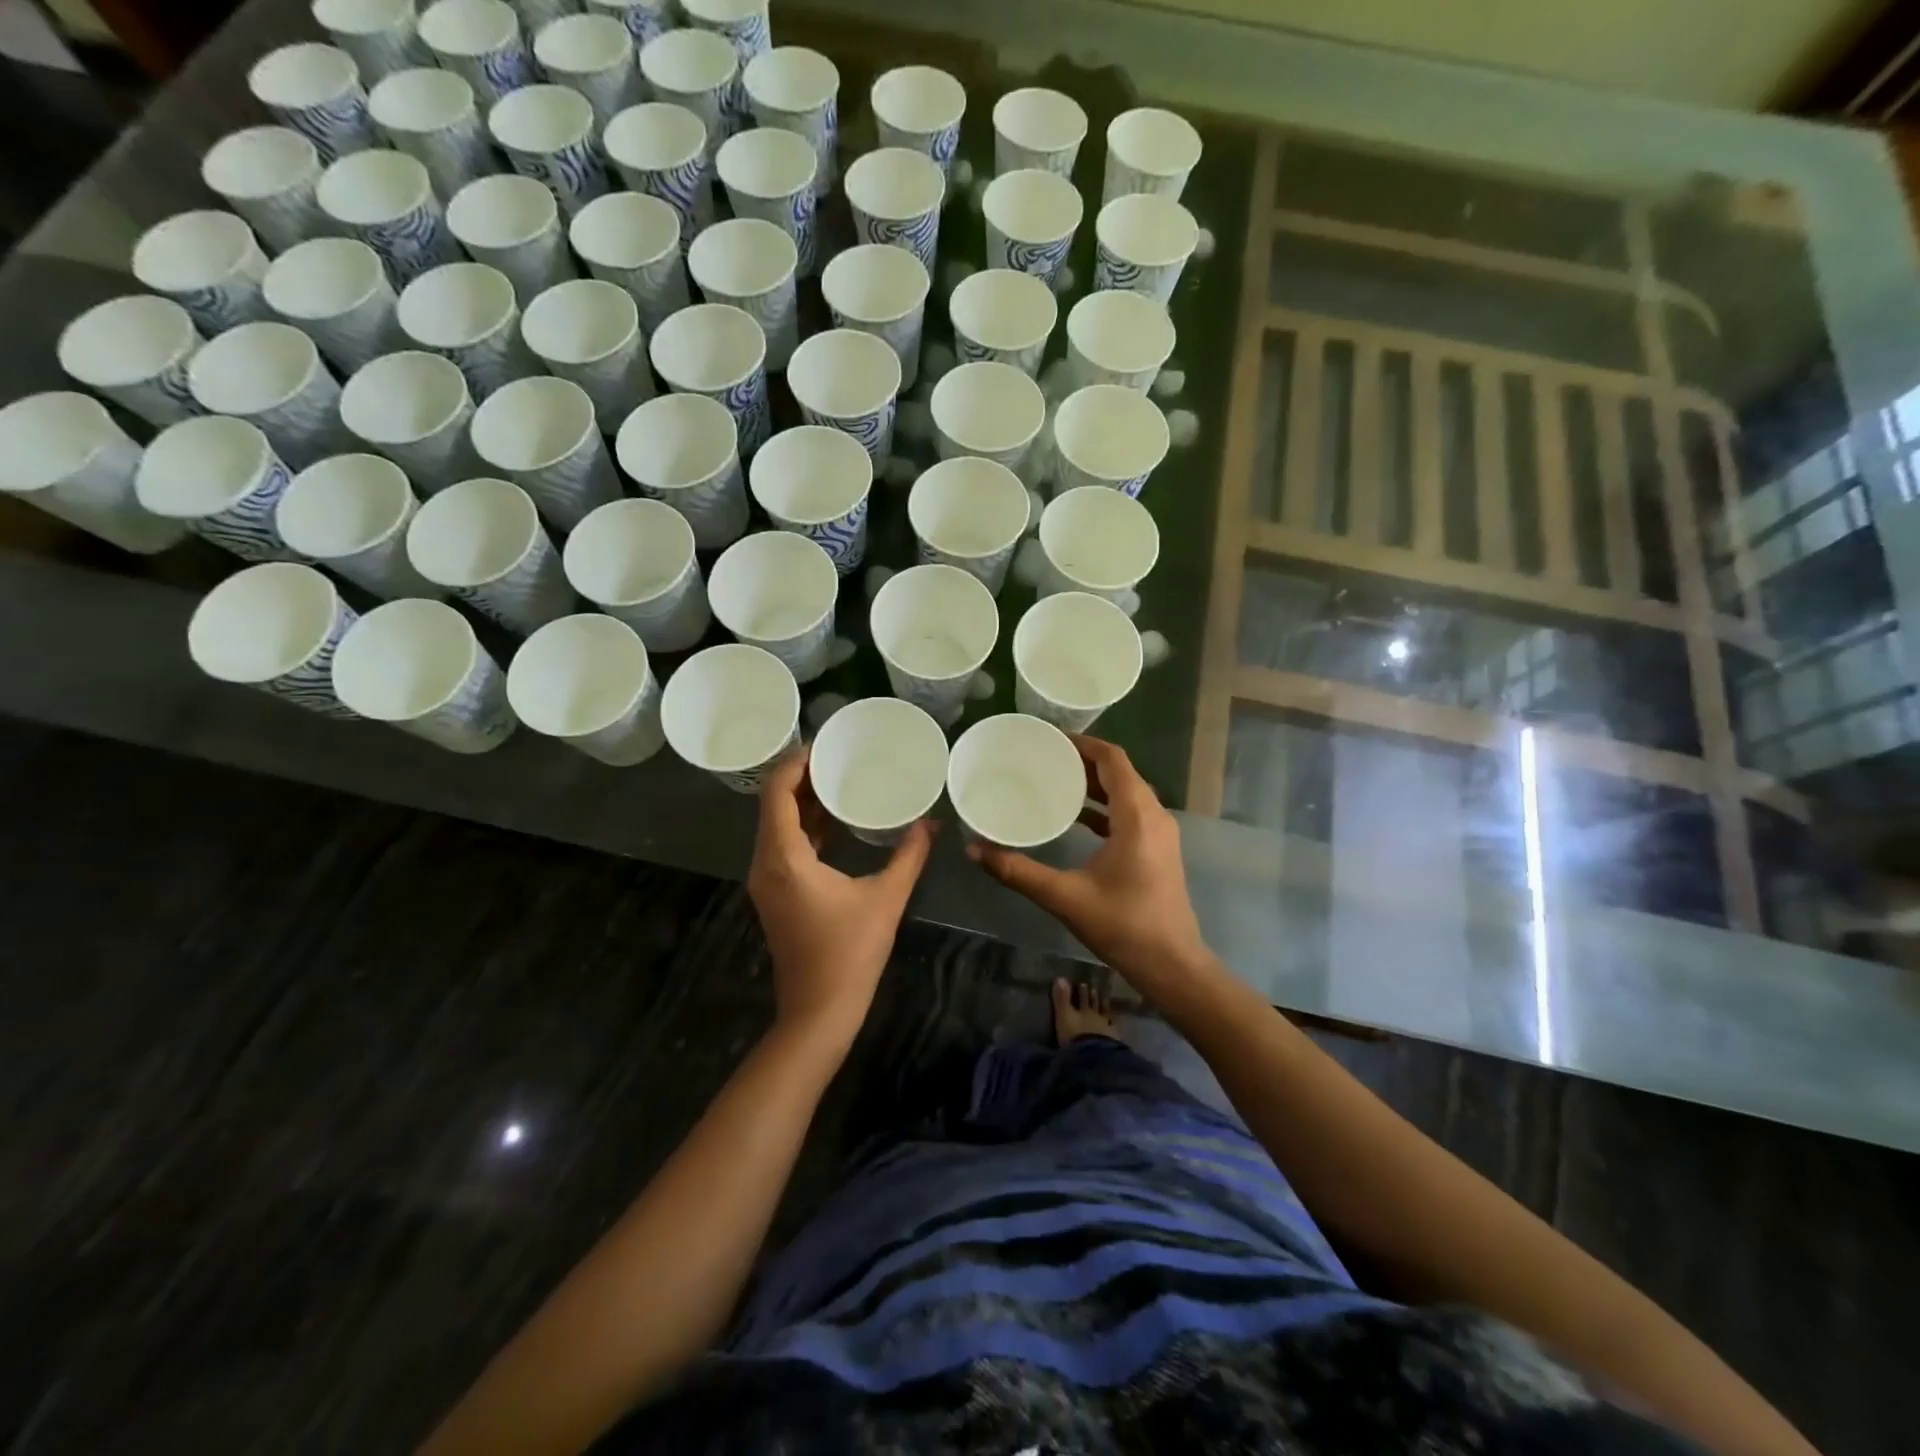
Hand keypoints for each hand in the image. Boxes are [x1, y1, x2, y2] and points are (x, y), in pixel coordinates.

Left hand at [748, 745, 935, 1046]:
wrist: (819, 1012)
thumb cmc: (850, 953)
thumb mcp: (886, 899)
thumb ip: (909, 856)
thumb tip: (932, 824)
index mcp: (784, 857)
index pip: (777, 792)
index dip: (795, 763)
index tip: (824, 744)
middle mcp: (766, 863)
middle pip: (773, 804)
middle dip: (801, 777)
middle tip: (836, 756)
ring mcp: (767, 881)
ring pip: (777, 826)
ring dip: (802, 802)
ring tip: (837, 779)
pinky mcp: (776, 895)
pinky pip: (784, 846)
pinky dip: (804, 827)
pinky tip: (834, 821)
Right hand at [968, 735, 1211, 997]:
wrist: (1172, 965)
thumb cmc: (1123, 925)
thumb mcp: (1064, 896)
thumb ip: (1017, 871)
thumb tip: (974, 849)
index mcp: (1137, 816)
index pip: (1113, 760)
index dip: (1084, 743)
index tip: (1051, 738)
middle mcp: (1154, 816)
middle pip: (1120, 773)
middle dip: (1084, 761)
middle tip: (1045, 757)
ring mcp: (1160, 833)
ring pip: (1127, 793)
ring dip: (1095, 784)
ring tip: (1055, 780)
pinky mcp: (1158, 850)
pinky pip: (1130, 813)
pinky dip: (1104, 807)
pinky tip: (1076, 818)